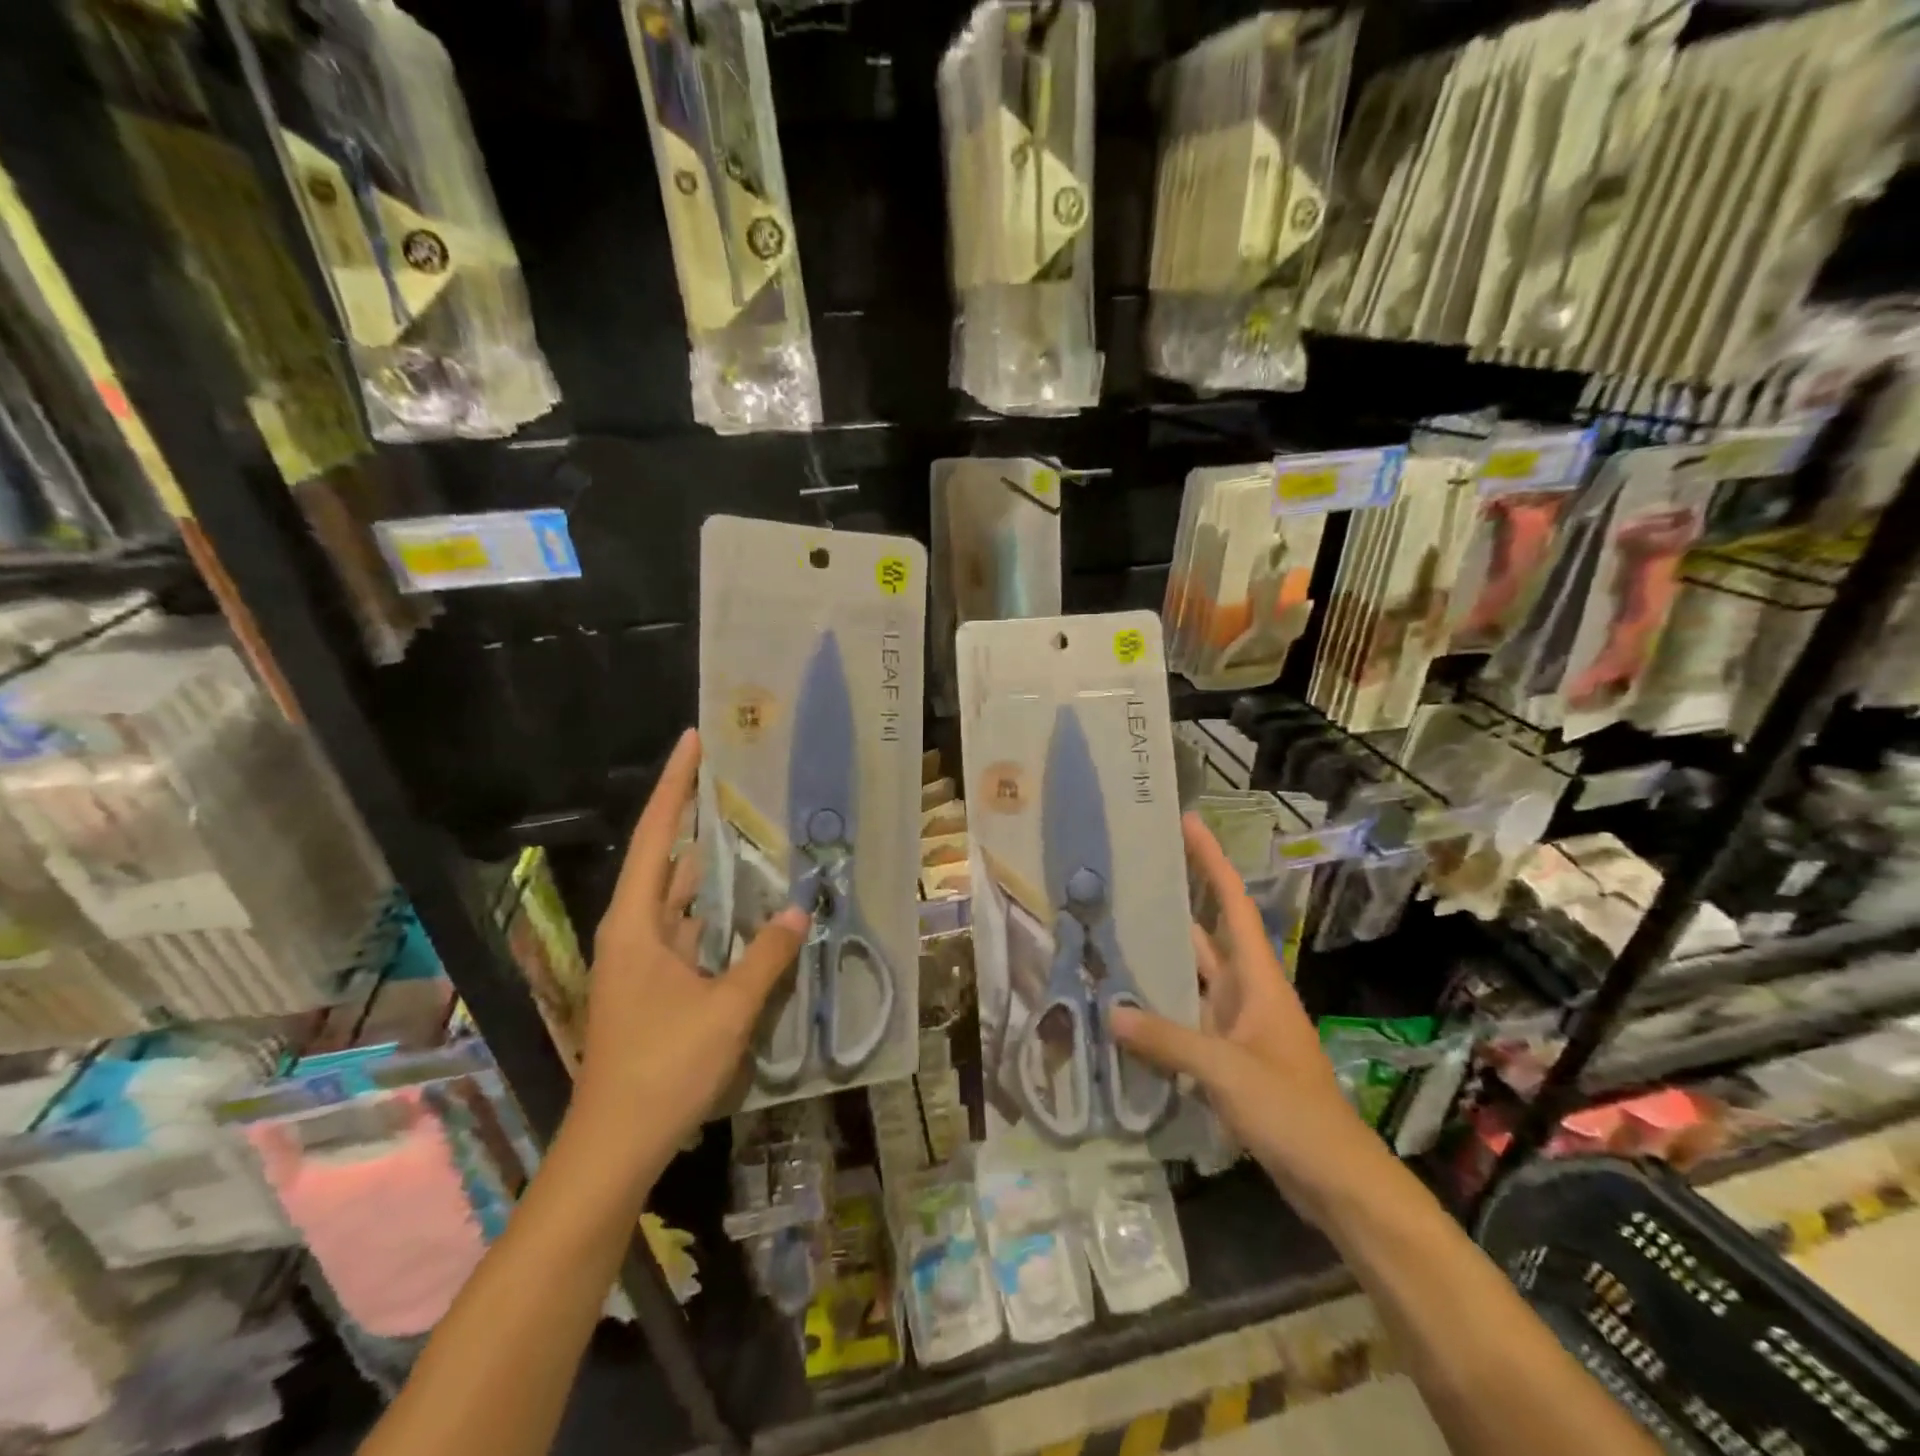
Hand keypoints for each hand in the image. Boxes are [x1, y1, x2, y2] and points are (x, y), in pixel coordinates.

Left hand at [569, 728, 808, 1182]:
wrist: (615, 1145)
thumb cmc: (662, 1068)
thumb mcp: (726, 1009)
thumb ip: (767, 956)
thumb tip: (800, 908)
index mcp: (636, 922)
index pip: (657, 834)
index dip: (676, 784)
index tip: (696, 740)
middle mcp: (635, 929)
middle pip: (668, 857)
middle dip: (699, 818)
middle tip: (741, 782)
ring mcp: (644, 958)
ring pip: (682, 895)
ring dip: (713, 867)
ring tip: (756, 831)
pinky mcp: (657, 983)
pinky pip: (692, 929)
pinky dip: (719, 911)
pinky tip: (753, 904)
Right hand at [1110, 814, 1388, 1227]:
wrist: (1336, 1179)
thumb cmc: (1294, 1112)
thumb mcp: (1227, 1071)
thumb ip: (1168, 1040)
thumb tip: (1109, 1012)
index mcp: (1257, 978)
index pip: (1233, 904)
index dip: (1211, 861)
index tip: (1186, 823)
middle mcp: (1245, 991)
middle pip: (1206, 934)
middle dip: (1173, 903)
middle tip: (1125, 878)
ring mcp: (1236, 1025)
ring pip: (1191, 978)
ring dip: (1159, 960)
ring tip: (1109, 934)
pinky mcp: (1227, 1057)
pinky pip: (1186, 1019)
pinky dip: (1158, 1010)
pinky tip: (1122, 1009)